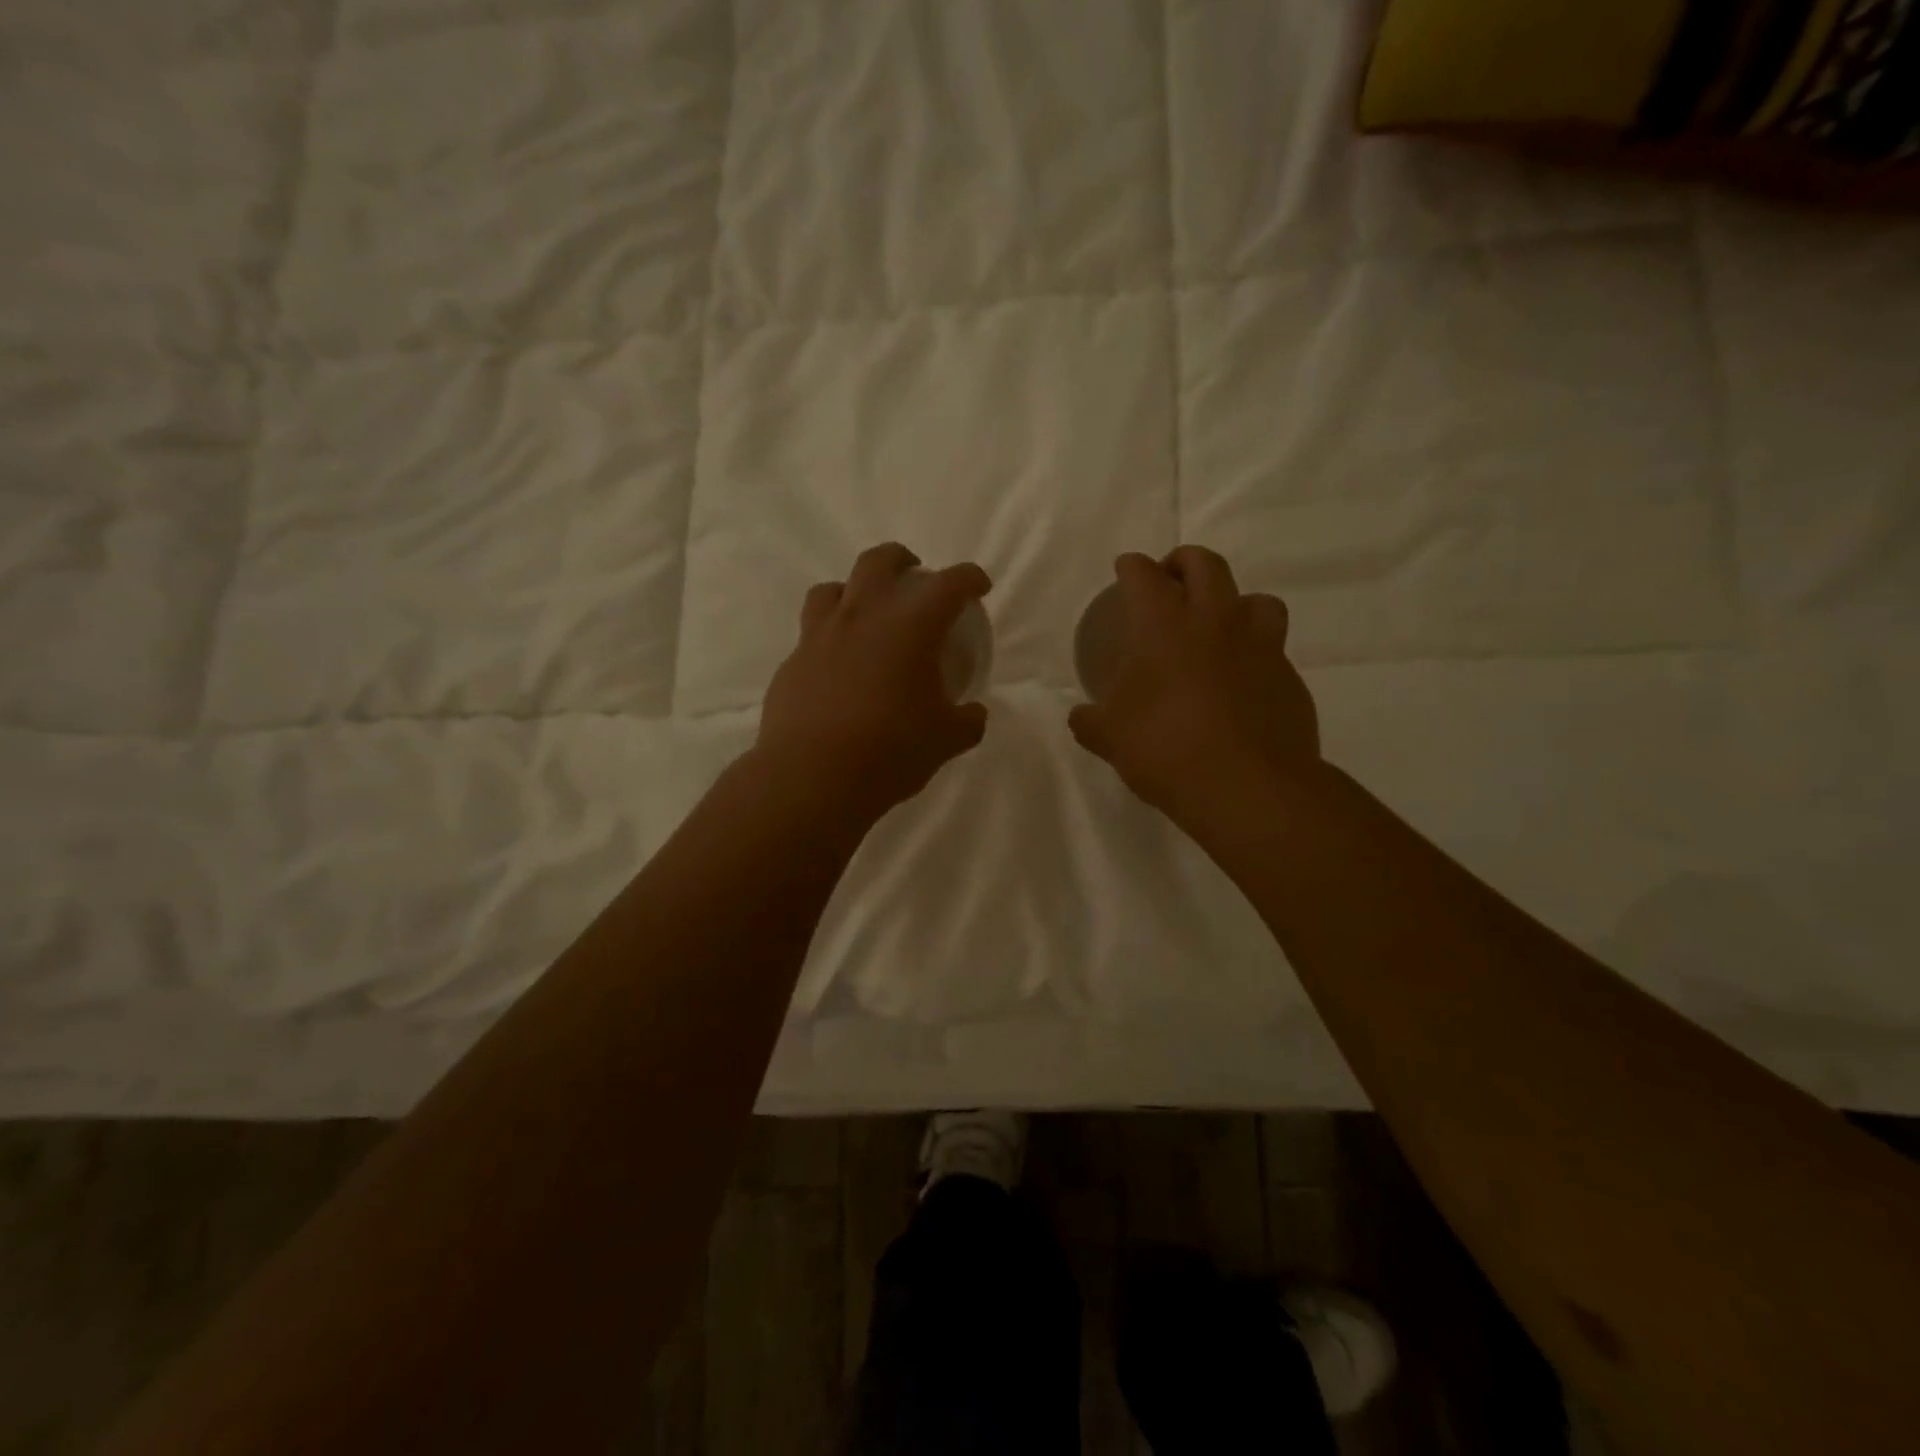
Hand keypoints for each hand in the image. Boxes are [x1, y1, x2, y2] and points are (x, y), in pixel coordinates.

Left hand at [757, 543, 991, 818]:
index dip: (969, 578)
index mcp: (911, 625)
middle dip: (901, 560)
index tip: (978, 585)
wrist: (812, 775)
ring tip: (865, 612)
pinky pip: (811, 633)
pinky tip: (837, 665)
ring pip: (833, 588)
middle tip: (914, 573)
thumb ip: (967, 721)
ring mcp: (821, 635)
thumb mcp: (946, 740)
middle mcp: (863, 616)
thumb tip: (973, 714)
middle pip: (879, 561)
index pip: (949, 584)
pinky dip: (829, 637)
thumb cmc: (890, 750)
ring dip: (854, 590)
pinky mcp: (793, 661)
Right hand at [1069, 547, 1318, 819]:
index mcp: (1164, 627)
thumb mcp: (1111, 738)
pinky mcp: (1289, 678)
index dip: (1132, 567)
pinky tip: (1242, 683)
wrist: (1248, 787)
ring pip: (1256, 599)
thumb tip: (1081, 717)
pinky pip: (1274, 650)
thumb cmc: (1166, 750)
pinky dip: (1256, 654)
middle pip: (1206, 565)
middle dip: (1184, 562)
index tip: (1126, 568)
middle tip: (1172, 579)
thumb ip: (1091, 721)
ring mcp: (1260, 647)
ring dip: (1235, 602)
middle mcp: (1216, 623)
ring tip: (1221, 626)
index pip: (1145, 576)